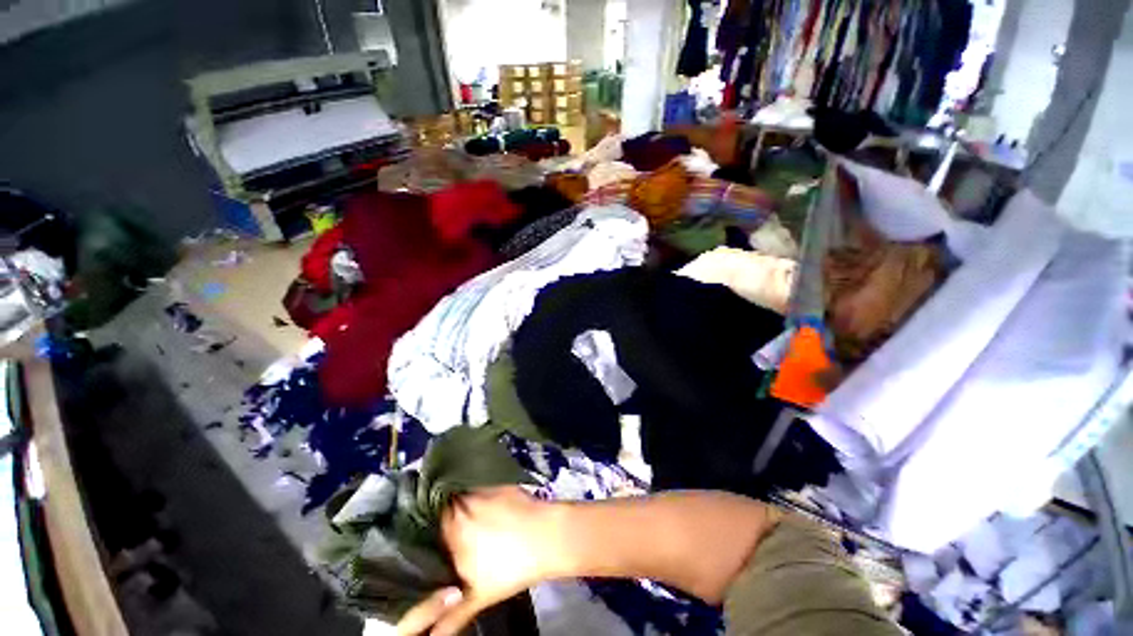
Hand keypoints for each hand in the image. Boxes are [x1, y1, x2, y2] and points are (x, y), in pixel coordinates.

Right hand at [396, 487, 563, 635]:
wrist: (547, 537)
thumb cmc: (510, 568)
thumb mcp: (477, 597)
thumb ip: (449, 618)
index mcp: (451, 527)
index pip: (428, 527)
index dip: (429, 536)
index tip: (433, 545)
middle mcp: (463, 502)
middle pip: (445, 511)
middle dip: (446, 523)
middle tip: (454, 537)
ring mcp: (483, 490)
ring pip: (464, 499)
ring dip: (465, 510)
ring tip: (473, 525)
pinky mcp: (500, 485)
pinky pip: (482, 491)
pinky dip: (483, 501)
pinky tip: (492, 514)